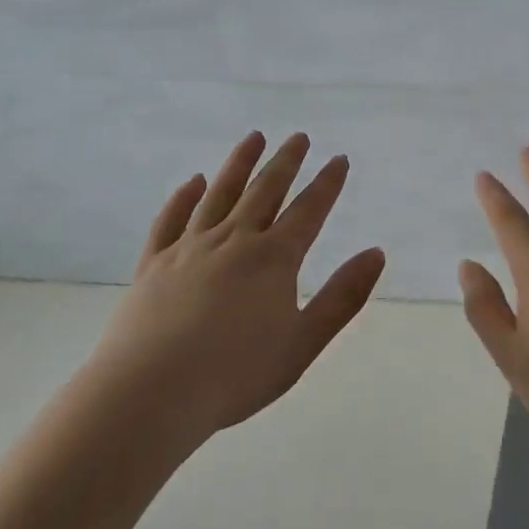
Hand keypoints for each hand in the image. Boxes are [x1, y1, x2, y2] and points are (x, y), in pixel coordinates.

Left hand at [87, 131, 386, 451]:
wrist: (152, 391)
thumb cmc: (236, 374)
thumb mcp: (303, 342)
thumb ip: (342, 297)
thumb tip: (376, 253)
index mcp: (273, 259)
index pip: (308, 210)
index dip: (326, 183)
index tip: (338, 159)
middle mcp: (233, 240)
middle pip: (264, 191)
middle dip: (285, 162)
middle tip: (299, 137)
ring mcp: (189, 247)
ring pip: (219, 194)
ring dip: (239, 164)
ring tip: (253, 138)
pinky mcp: (154, 262)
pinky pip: (171, 219)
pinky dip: (185, 196)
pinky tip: (194, 182)